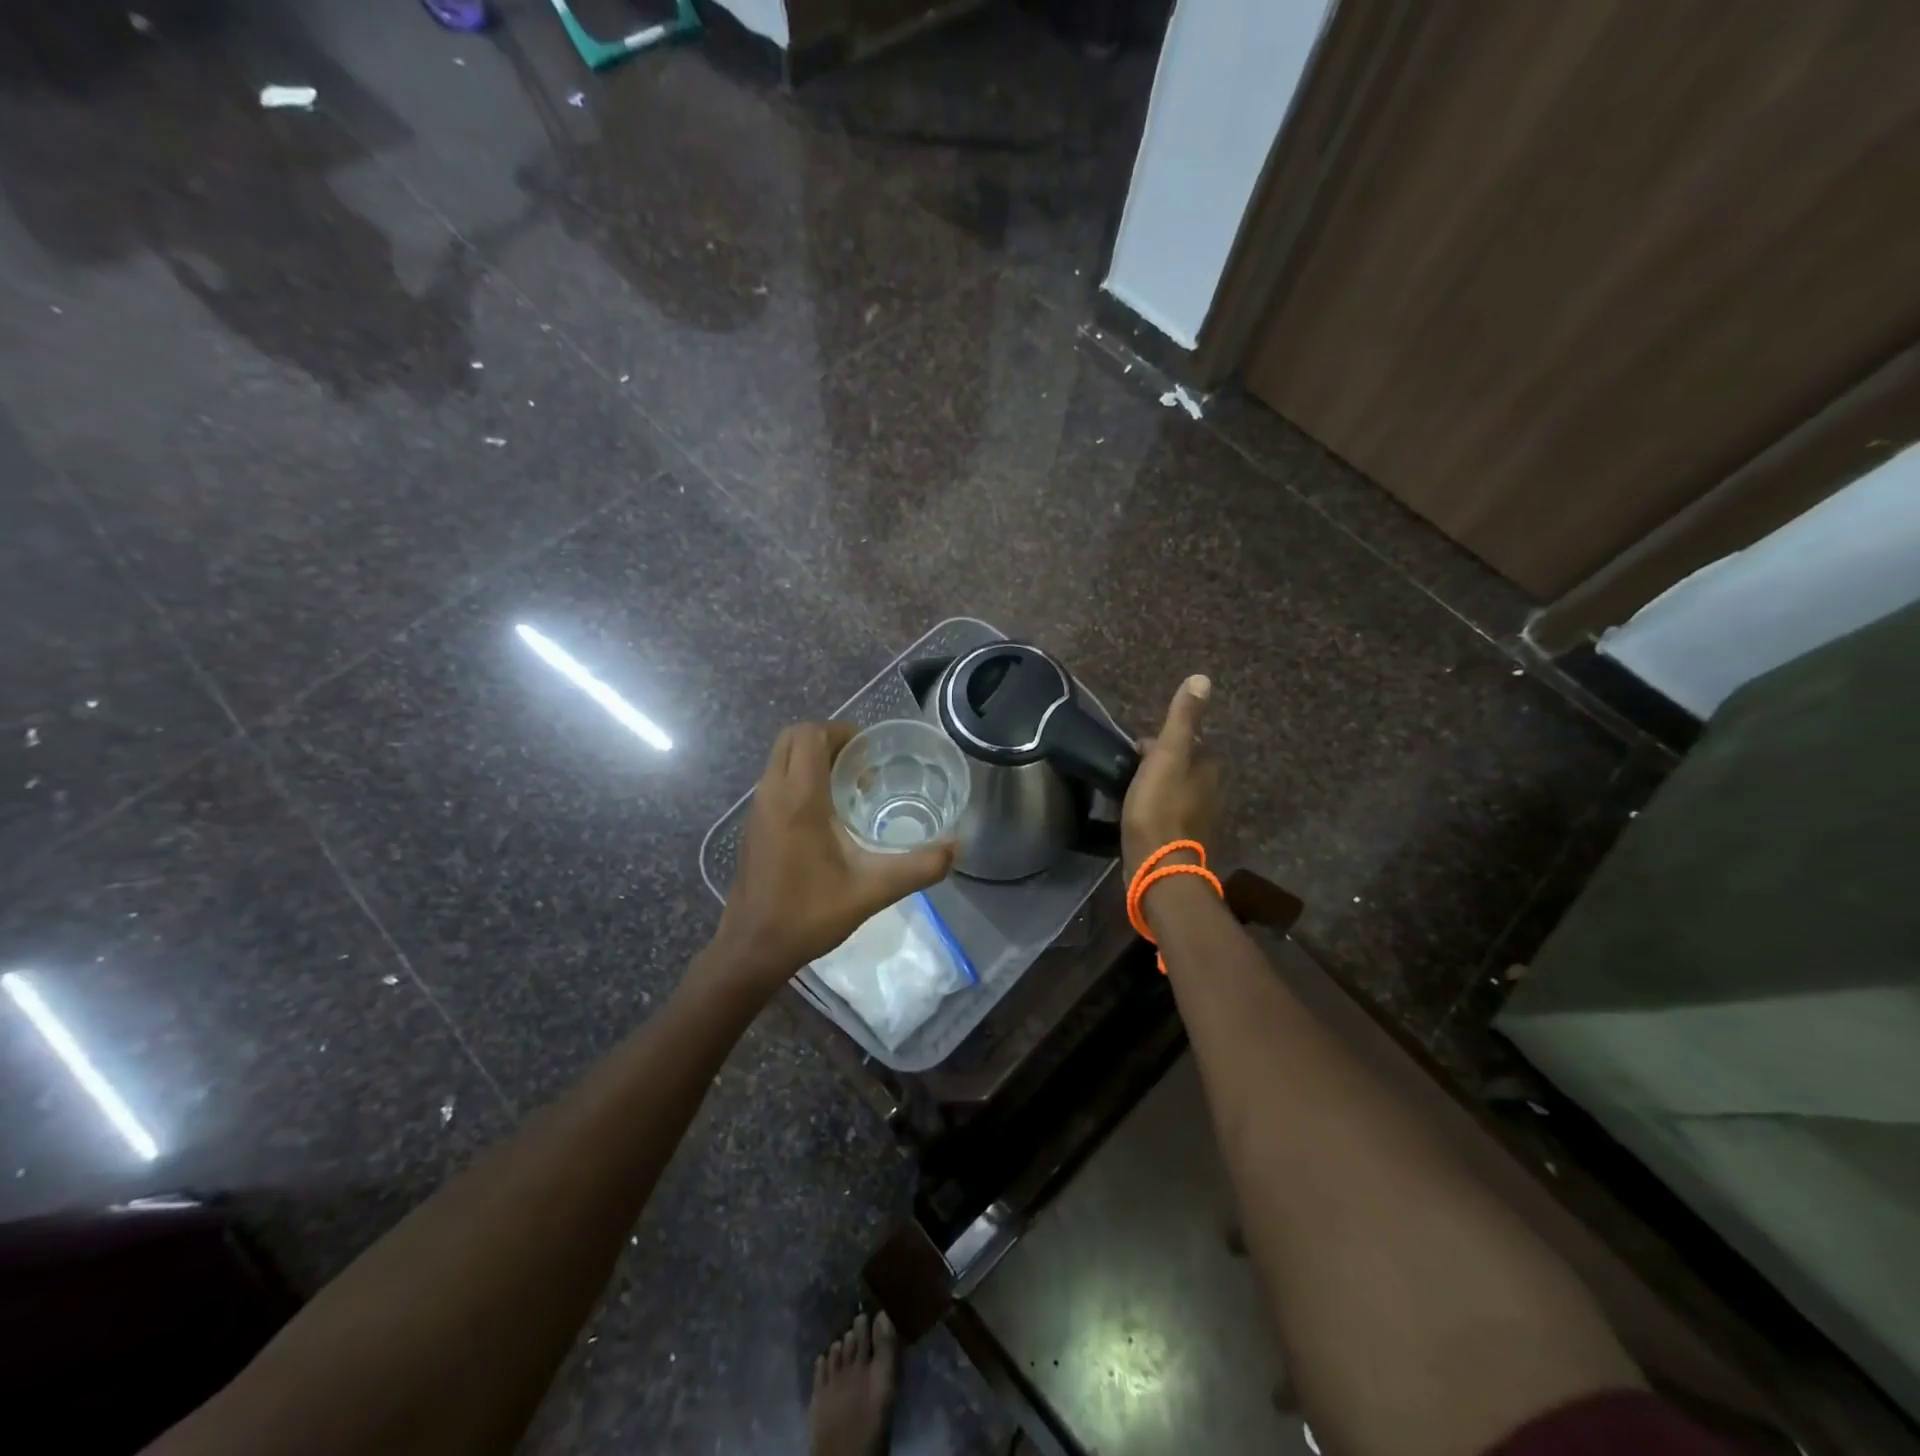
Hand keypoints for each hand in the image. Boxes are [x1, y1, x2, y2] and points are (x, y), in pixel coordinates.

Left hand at [709, 721, 955, 996]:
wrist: (752, 948)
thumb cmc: (809, 914)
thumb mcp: (872, 891)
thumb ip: (918, 867)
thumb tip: (956, 848)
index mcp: (798, 798)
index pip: (810, 735)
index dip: (841, 732)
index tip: (870, 753)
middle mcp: (772, 794)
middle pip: (792, 738)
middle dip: (827, 740)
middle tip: (861, 765)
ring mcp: (757, 810)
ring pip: (780, 759)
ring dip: (812, 759)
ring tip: (850, 789)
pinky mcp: (753, 826)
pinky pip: (775, 782)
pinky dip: (799, 779)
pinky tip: (827, 818)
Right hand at [1121, 675, 1220, 880]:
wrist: (1159, 867)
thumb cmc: (1159, 807)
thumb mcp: (1167, 755)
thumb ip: (1182, 719)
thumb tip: (1202, 679)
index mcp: (1210, 767)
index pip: (1184, 743)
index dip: (1155, 744)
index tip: (1132, 753)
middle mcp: (1213, 791)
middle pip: (1181, 768)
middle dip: (1158, 767)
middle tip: (1128, 775)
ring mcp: (1201, 819)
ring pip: (1177, 793)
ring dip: (1158, 791)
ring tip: (1130, 796)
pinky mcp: (1187, 841)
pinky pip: (1172, 816)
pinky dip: (1158, 813)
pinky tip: (1140, 820)